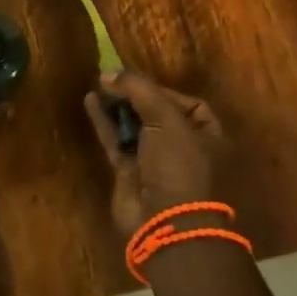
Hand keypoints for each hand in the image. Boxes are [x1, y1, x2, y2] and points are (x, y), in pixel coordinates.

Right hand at [84, 70, 226, 240]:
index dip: (161, 90)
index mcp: (206, 136)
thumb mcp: (167, 120)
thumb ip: (139, 90)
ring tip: (98, 85)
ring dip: (117, 106)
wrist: (166, 222)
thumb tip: (109, 73)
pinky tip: (90, 101)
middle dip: (134, 96)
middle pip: (156, 113)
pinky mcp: (129, 172)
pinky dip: (104, 122)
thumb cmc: (179, 166)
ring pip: (134, 126)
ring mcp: (154, 162)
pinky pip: (115, 140)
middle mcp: (182, 147)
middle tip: (111, 79)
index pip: (186, 104)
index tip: (136, 80)